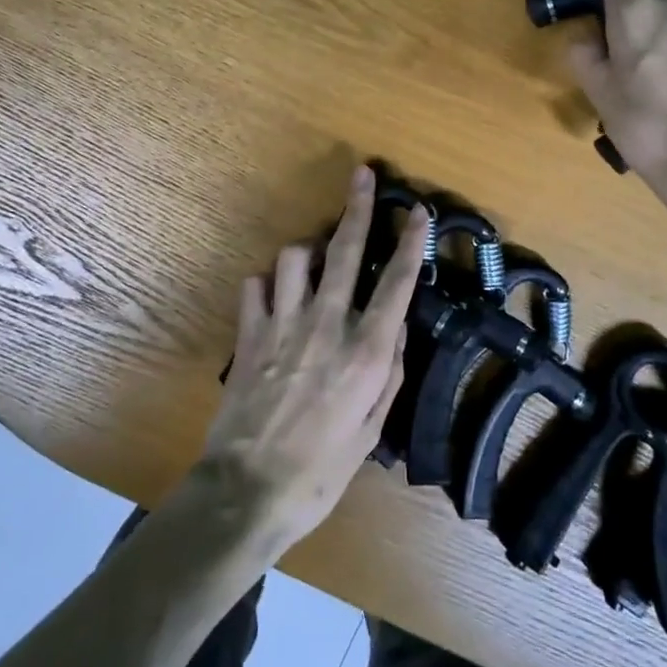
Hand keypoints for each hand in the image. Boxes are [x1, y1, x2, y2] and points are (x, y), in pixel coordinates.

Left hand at [195, 165, 429, 552]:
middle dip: (358, 207)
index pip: (396, 284)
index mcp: (365, 351)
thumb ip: (389, 371)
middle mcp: (326, 324)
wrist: (248, 491)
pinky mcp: (249, 333)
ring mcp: (283, 323)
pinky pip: (256, 285)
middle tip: (363, 174)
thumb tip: (396, 326)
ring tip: (316, 259)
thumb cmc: (321, 471)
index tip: (418, 211)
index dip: (411, 243)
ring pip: (295, 257)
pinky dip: (267, 283)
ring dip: (308, 249)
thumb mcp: (371, 430)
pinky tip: (274, 296)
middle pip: (345, 250)